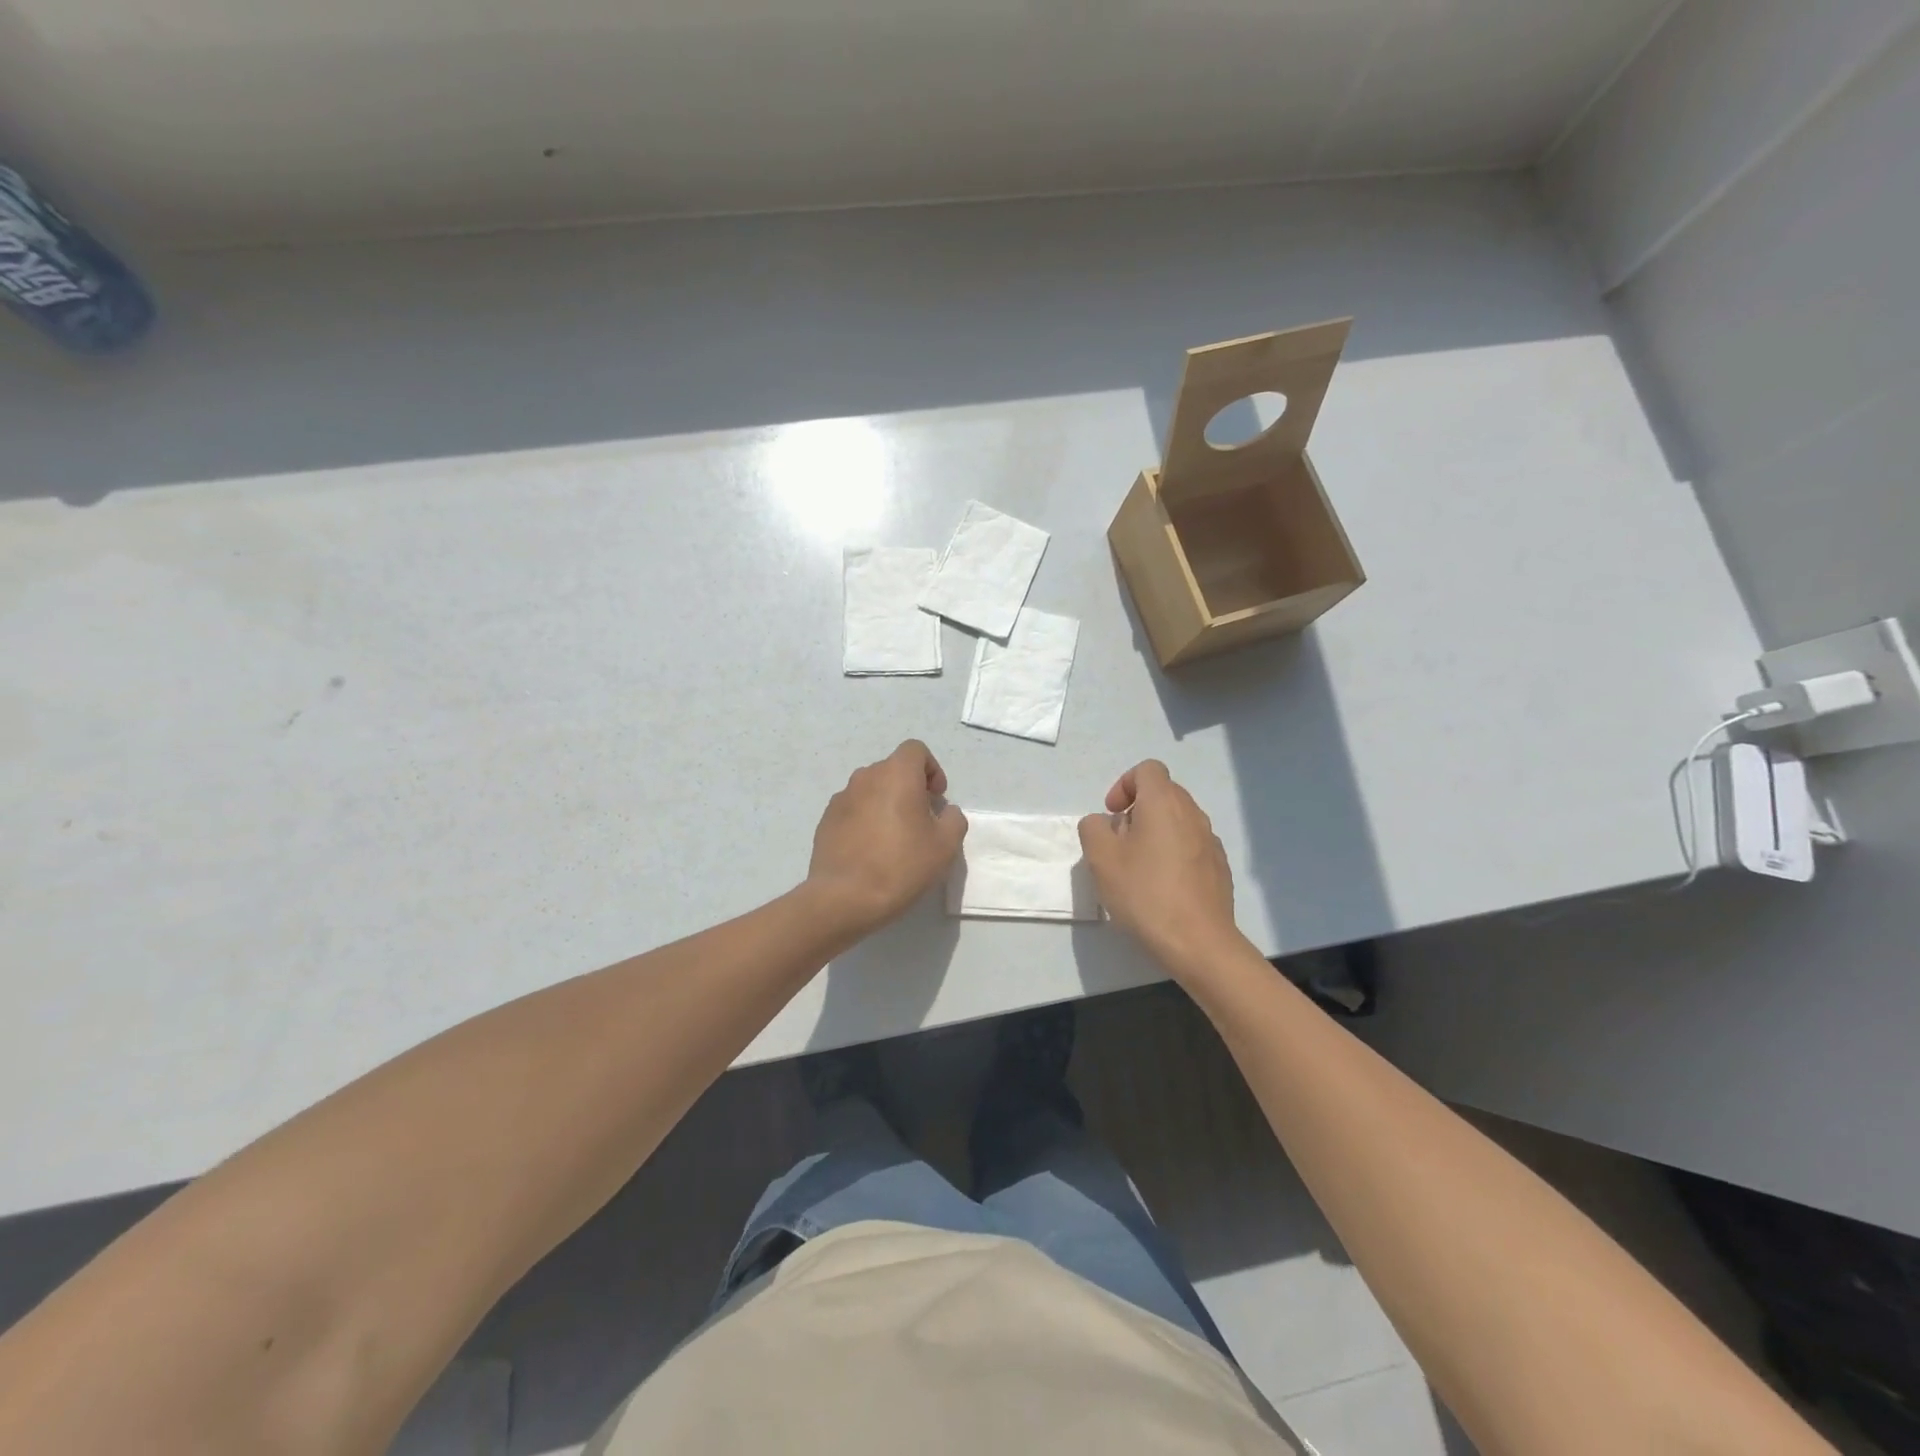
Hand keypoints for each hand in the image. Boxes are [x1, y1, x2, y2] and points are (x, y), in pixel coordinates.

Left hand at [806, 740, 967, 934]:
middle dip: (910, 788)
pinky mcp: (825, 820)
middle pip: (892, 769)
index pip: (915, 750)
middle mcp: (865, 777)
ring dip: (886, 803)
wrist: (844, 897)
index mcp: (896, 774)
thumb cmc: (901, 865)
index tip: (936, 798)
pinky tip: (870, 851)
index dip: (931, 769)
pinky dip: (865, 820)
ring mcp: (841, 798)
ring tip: (894, 838)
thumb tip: (946, 812)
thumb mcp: (945, 846)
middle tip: (920, 821)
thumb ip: (953, 819)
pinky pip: (853, 810)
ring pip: (871, 790)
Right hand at [1079, 760, 1242, 976]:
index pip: (1147, 769)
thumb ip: (1093, 829)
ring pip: (1178, 820)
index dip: (1124, 784)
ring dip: (1155, 832)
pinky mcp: (1220, 866)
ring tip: (1139, 867)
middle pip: (1163, 793)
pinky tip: (1163, 886)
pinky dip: (1174, 853)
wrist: (1199, 941)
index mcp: (1164, 802)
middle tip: (1119, 842)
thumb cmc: (1145, 893)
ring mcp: (1211, 840)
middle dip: (1137, 809)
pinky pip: (1191, 845)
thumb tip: (1104, 823)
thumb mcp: (1100, 859)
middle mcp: (1192, 813)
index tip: (1111, 814)